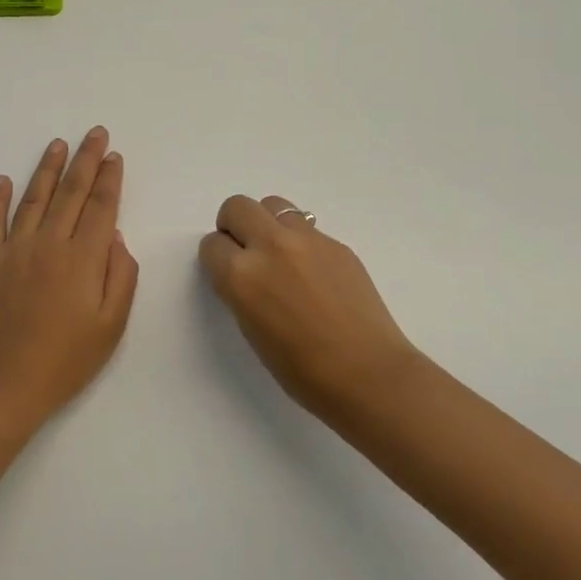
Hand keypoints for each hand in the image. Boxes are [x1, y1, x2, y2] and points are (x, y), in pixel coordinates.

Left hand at [0, 128, 139, 433]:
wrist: (2, 388)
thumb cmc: (65, 363)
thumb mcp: (111, 327)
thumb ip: (120, 276)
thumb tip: (114, 235)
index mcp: (82, 259)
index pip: (100, 207)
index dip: (108, 179)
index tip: (113, 156)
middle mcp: (47, 244)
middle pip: (70, 192)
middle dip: (85, 160)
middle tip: (95, 133)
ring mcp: (12, 250)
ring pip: (33, 198)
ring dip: (47, 168)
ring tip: (57, 144)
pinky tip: (2, 180)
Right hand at [198, 195, 426, 426]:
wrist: (368, 374)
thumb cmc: (302, 370)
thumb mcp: (251, 331)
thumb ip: (241, 291)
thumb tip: (245, 272)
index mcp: (241, 275)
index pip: (212, 244)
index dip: (217, 259)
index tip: (227, 273)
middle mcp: (270, 246)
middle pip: (237, 207)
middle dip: (234, 225)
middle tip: (245, 251)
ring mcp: (307, 240)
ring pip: (273, 205)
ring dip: (267, 223)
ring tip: (279, 254)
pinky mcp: (337, 243)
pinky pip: (306, 227)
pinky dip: (299, 241)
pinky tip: (313, 273)